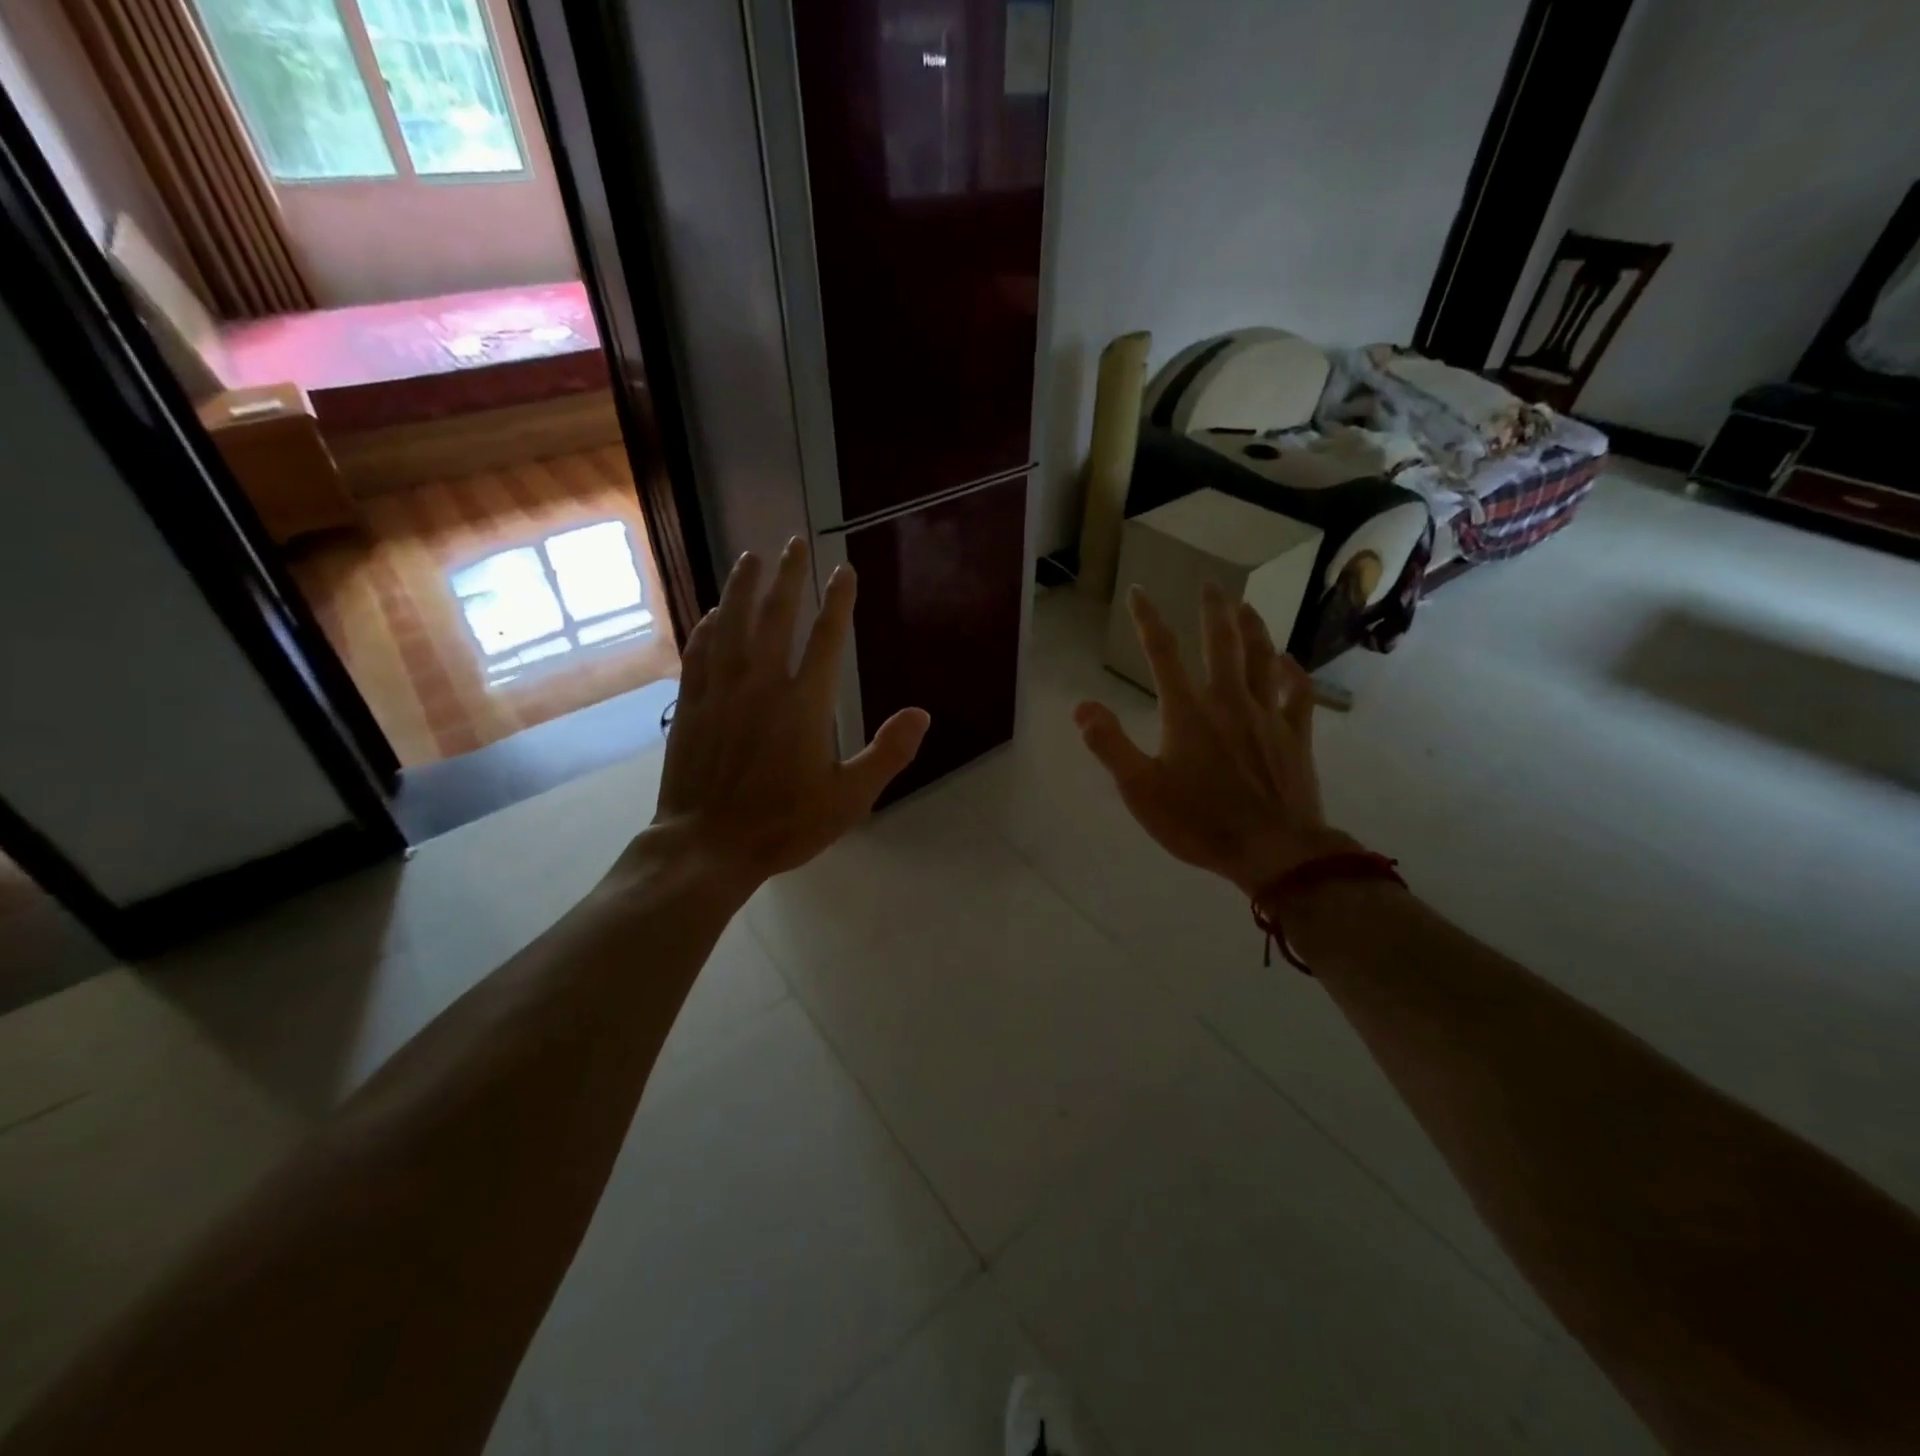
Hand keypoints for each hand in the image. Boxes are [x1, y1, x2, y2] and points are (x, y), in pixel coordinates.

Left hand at [649, 539, 929, 891]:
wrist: (707, 847)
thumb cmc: (784, 825)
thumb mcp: (850, 799)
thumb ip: (888, 753)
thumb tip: (921, 714)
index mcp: (804, 704)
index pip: (826, 638)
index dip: (838, 601)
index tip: (844, 570)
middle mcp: (761, 685)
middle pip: (776, 617)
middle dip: (788, 576)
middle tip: (794, 542)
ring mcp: (721, 692)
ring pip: (731, 625)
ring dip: (743, 588)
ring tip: (750, 557)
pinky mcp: (692, 706)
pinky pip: (700, 654)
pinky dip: (708, 628)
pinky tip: (712, 614)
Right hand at [1075, 584, 1350, 896]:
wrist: (1273, 850)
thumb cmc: (1199, 822)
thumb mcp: (1140, 790)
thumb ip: (1110, 745)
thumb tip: (1082, 707)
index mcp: (1188, 712)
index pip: (1163, 653)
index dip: (1148, 620)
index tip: (1139, 591)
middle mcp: (1229, 701)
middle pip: (1221, 643)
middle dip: (1213, 609)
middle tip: (1210, 583)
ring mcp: (1267, 715)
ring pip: (1261, 658)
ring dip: (1253, 628)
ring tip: (1245, 606)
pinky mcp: (1295, 735)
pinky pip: (1297, 693)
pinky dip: (1293, 672)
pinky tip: (1288, 661)